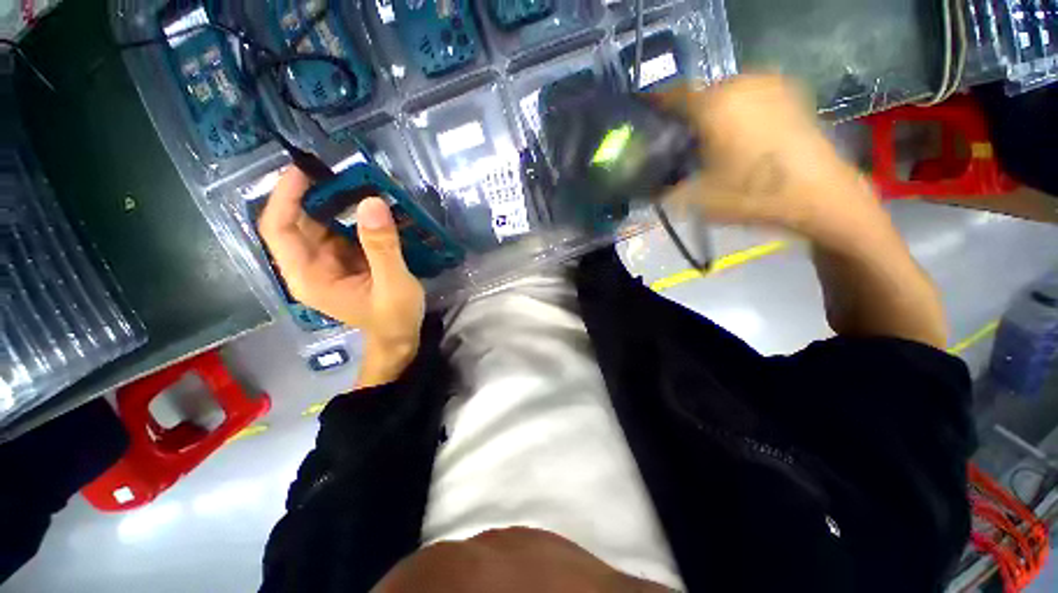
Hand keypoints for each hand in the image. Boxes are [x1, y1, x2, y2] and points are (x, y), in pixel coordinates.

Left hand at [259, 167, 424, 387]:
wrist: (399, 337)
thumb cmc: (394, 317)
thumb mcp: (393, 284)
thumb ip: (382, 247)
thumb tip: (371, 202)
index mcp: (308, 276)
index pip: (279, 228)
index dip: (285, 196)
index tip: (304, 169)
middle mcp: (308, 266)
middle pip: (296, 221)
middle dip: (313, 193)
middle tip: (340, 170)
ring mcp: (325, 263)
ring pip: (317, 223)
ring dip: (333, 201)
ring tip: (357, 181)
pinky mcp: (342, 261)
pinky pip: (337, 230)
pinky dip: (349, 214)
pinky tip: (367, 203)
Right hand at [657, 75, 886, 247]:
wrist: (819, 195)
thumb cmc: (752, 195)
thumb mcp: (695, 199)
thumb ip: (664, 188)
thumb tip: (648, 184)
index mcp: (715, 104)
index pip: (671, 95)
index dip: (654, 107)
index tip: (645, 122)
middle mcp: (741, 83)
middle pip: (699, 94)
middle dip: (685, 116)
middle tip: (678, 143)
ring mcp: (770, 84)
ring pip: (725, 94)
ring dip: (711, 113)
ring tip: (708, 141)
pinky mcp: (790, 93)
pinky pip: (749, 96)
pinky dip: (735, 111)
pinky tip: (737, 136)